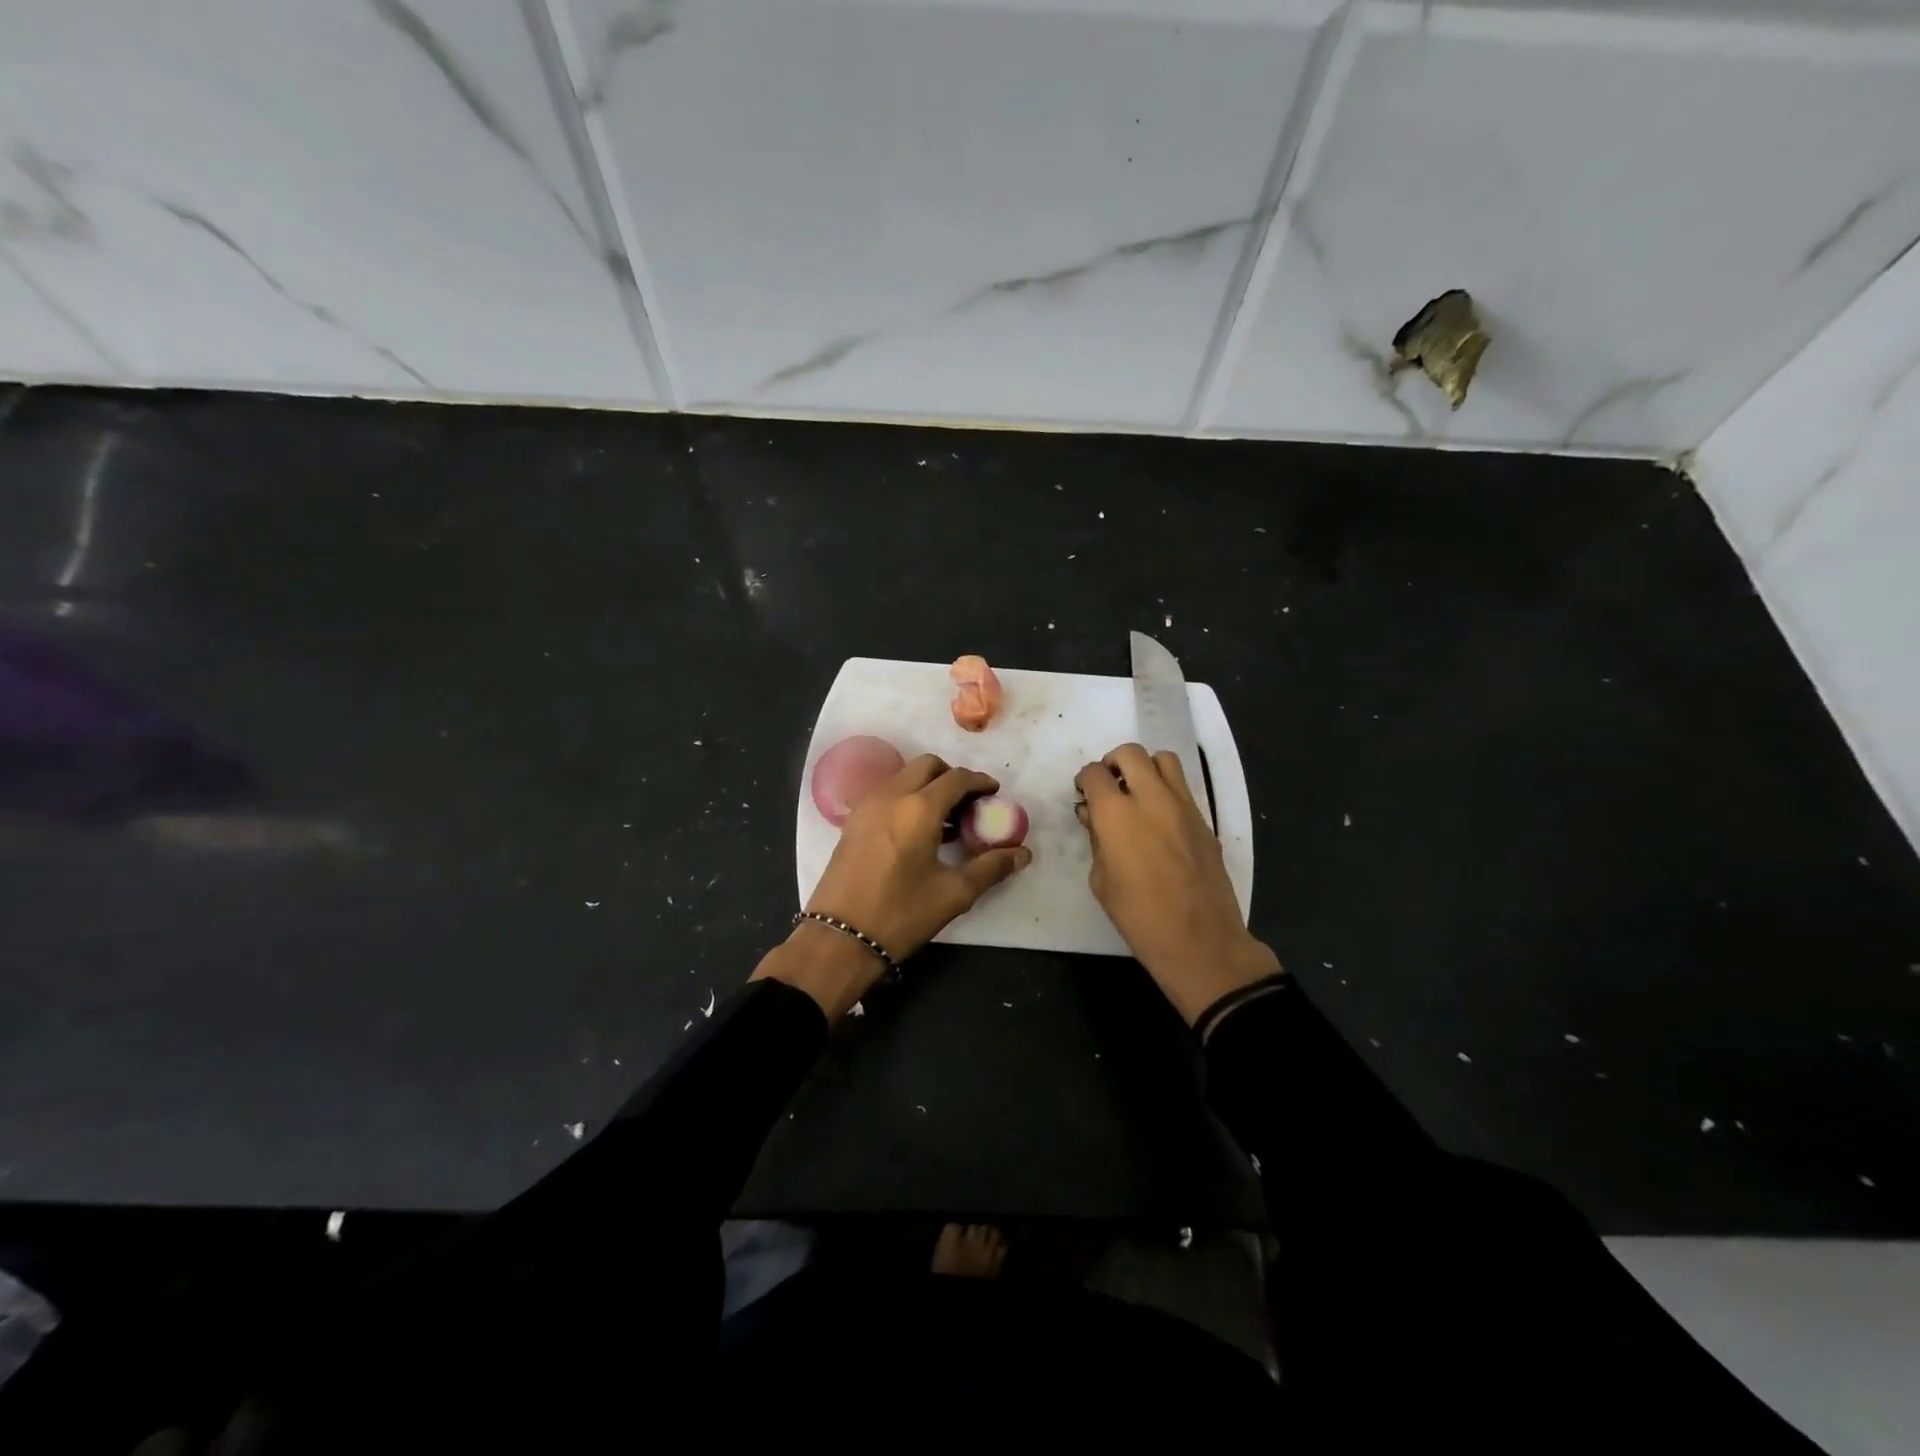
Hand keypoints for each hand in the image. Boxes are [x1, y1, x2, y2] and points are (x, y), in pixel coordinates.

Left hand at [756, 754, 1032, 1018]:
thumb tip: (1022, 854)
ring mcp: (867, 805)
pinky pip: (886, 793)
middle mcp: (891, 795)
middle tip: (969, 802)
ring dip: (928, 785)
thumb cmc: (901, 914)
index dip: (980, 782)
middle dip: (952, 776)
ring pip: (904, 776)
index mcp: (919, 808)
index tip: (994, 794)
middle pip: (927, 766)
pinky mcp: (852, 821)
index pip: (957, 778)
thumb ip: (991, 868)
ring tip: (946, 819)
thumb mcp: (954, 893)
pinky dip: (906, 797)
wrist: (840, 938)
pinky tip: (917, 831)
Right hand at [1075, 743, 1279, 1025]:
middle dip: (1113, 763)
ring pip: (1164, 760)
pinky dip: (1166, 789)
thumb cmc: (1138, 916)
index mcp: (1116, 813)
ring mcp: (1183, 806)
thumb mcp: (1101, 880)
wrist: (1199, 940)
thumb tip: (1093, 816)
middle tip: (1108, 786)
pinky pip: (1183, 787)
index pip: (1095, 773)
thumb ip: (1096, 839)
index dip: (1085, 780)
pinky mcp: (1204, 820)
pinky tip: (1159, 818)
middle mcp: (1151, 798)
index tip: (1083, 794)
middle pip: (1130, 753)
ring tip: (1137, 792)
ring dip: (1145, 767)